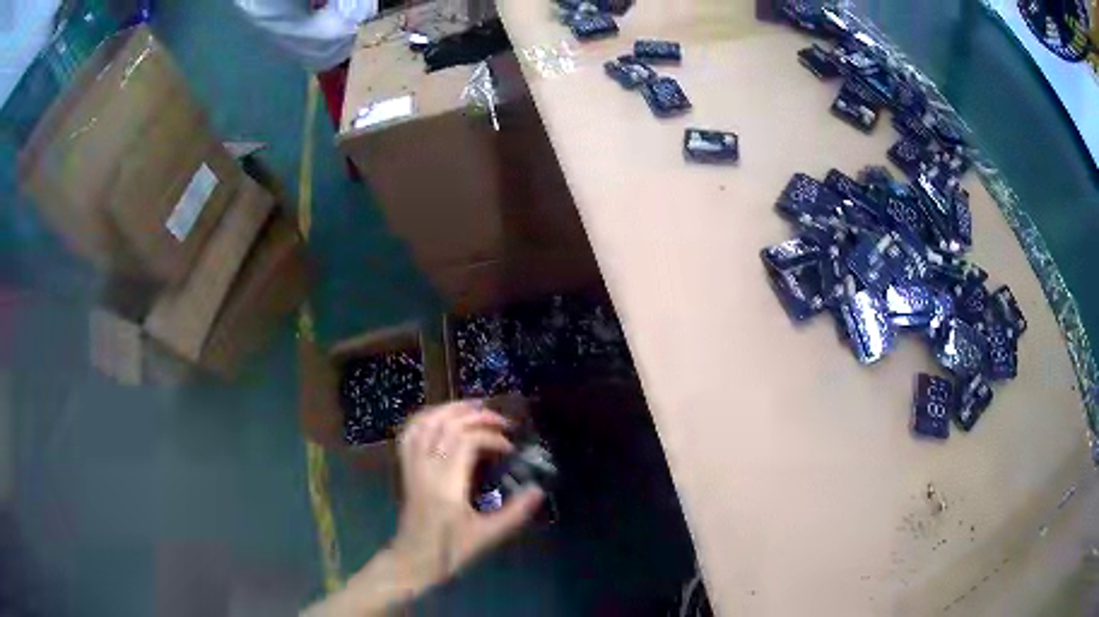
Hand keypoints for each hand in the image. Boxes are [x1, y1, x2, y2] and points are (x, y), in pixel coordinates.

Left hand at [389, 401, 544, 590]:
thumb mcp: (487, 536)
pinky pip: (410, 434)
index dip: (491, 436)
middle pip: (446, 425)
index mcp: (446, 485)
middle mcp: (426, 469)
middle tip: (500, 420)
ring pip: (425, 423)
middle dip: (475, 416)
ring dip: (450, 410)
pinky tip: (441, 417)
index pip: (466, 442)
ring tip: (474, 407)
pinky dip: (425, 418)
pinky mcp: (405, 469)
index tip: (509, 447)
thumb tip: (538, 490)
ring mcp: (412, 466)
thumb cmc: (450, 551)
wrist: (413, 560)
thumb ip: (514, 513)